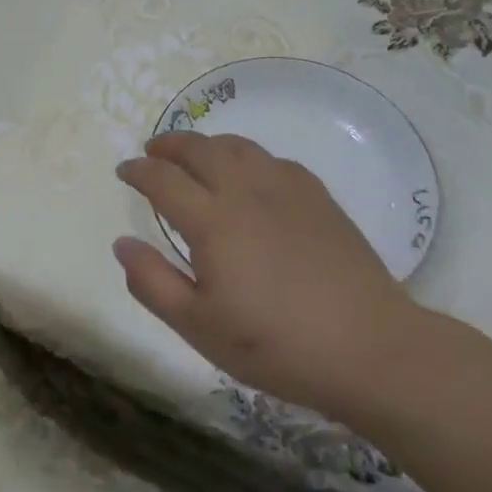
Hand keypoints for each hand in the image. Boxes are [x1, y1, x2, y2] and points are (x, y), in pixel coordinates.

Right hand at [113, 131, 425, 424]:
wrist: (369, 348)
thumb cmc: (275, 344)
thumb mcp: (199, 327)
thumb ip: (152, 282)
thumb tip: (122, 243)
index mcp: (211, 221)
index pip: (162, 179)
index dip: (138, 171)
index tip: (124, 171)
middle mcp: (244, 191)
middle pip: (199, 149)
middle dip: (169, 145)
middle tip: (153, 151)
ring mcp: (285, 189)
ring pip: (237, 146)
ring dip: (207, 144)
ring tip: (195, 154)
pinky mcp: (318, 196)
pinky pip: (272, 159)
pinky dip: (247, 156)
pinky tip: (250, 174)